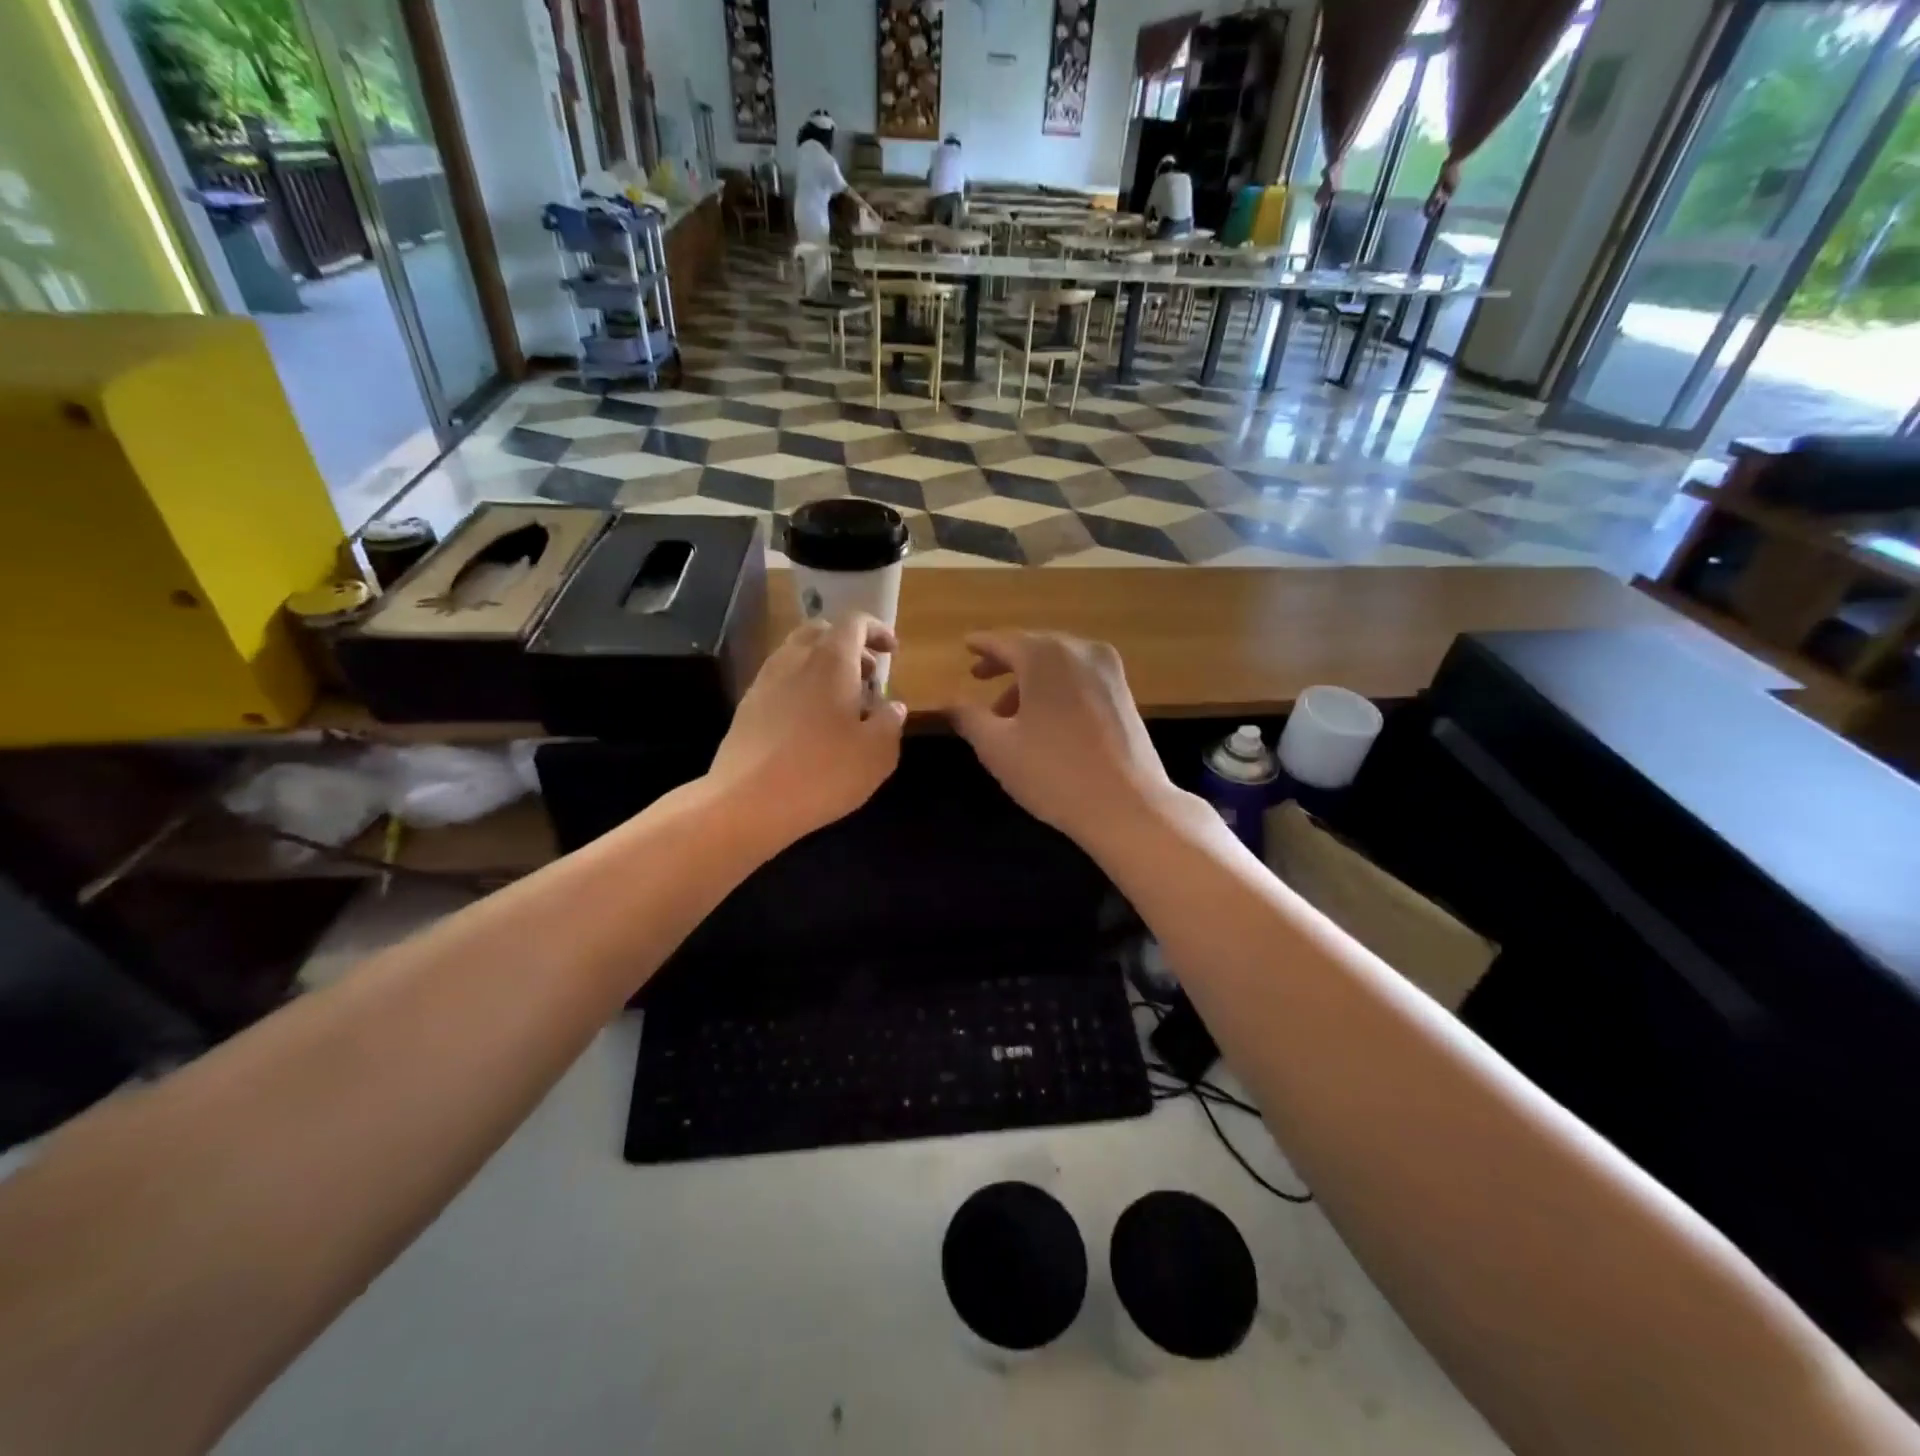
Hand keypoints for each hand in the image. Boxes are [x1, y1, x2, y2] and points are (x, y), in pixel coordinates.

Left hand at [710, 615, 906, 845]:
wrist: (747, 802)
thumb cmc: (823, 773)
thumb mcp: (876, 753)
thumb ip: (890, 722)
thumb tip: (892, 706)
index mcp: (830, 660)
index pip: (854, 622)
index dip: (876, 630)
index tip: (892, 652)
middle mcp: (794, 659)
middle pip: (821, 631)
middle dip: (849, 645)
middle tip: (868, 676)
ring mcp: (765, 681)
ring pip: (797, 654)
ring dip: (823, 666)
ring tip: (842, 702)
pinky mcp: (747, 707)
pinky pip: (781, 680)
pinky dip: (802, 686)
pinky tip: (812, 723)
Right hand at [948, 632, 1180, 850]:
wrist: (1128, 805)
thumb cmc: (1054, 772)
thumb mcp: (997, 747)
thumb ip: (968, 717)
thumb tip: (948, 700)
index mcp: (1045, 655)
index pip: (1003, 642)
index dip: (981, 644)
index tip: (966, 644)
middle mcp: (1079, 650)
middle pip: (1034, 648)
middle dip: (1006, 664)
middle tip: (979, 677)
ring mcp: (1108, 670)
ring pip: (1058, 664)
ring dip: (1030, 681)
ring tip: (1006, 714)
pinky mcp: (1124, 693)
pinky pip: (1080, 678)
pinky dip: (1056, 688)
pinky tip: (1045, 720)